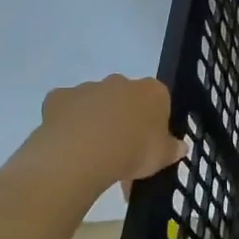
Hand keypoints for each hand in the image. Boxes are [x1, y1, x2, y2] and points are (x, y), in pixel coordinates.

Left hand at [25, 75, 186, 190]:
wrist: (83, 154)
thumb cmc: (132, 152)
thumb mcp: (162, 157)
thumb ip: (172, 149)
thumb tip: (180, 147)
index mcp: (152, 91)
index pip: (158, 100)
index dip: (153, 122)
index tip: (148, 143)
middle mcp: (121, 82)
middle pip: (125, 97)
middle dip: (123, 117)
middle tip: (121, 150)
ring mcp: (88, 87)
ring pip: (95, 102)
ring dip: (95, 120)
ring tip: (92, 154)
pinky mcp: (58, 97)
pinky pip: (65, 108)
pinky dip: (67, 122)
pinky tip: (68, 144)